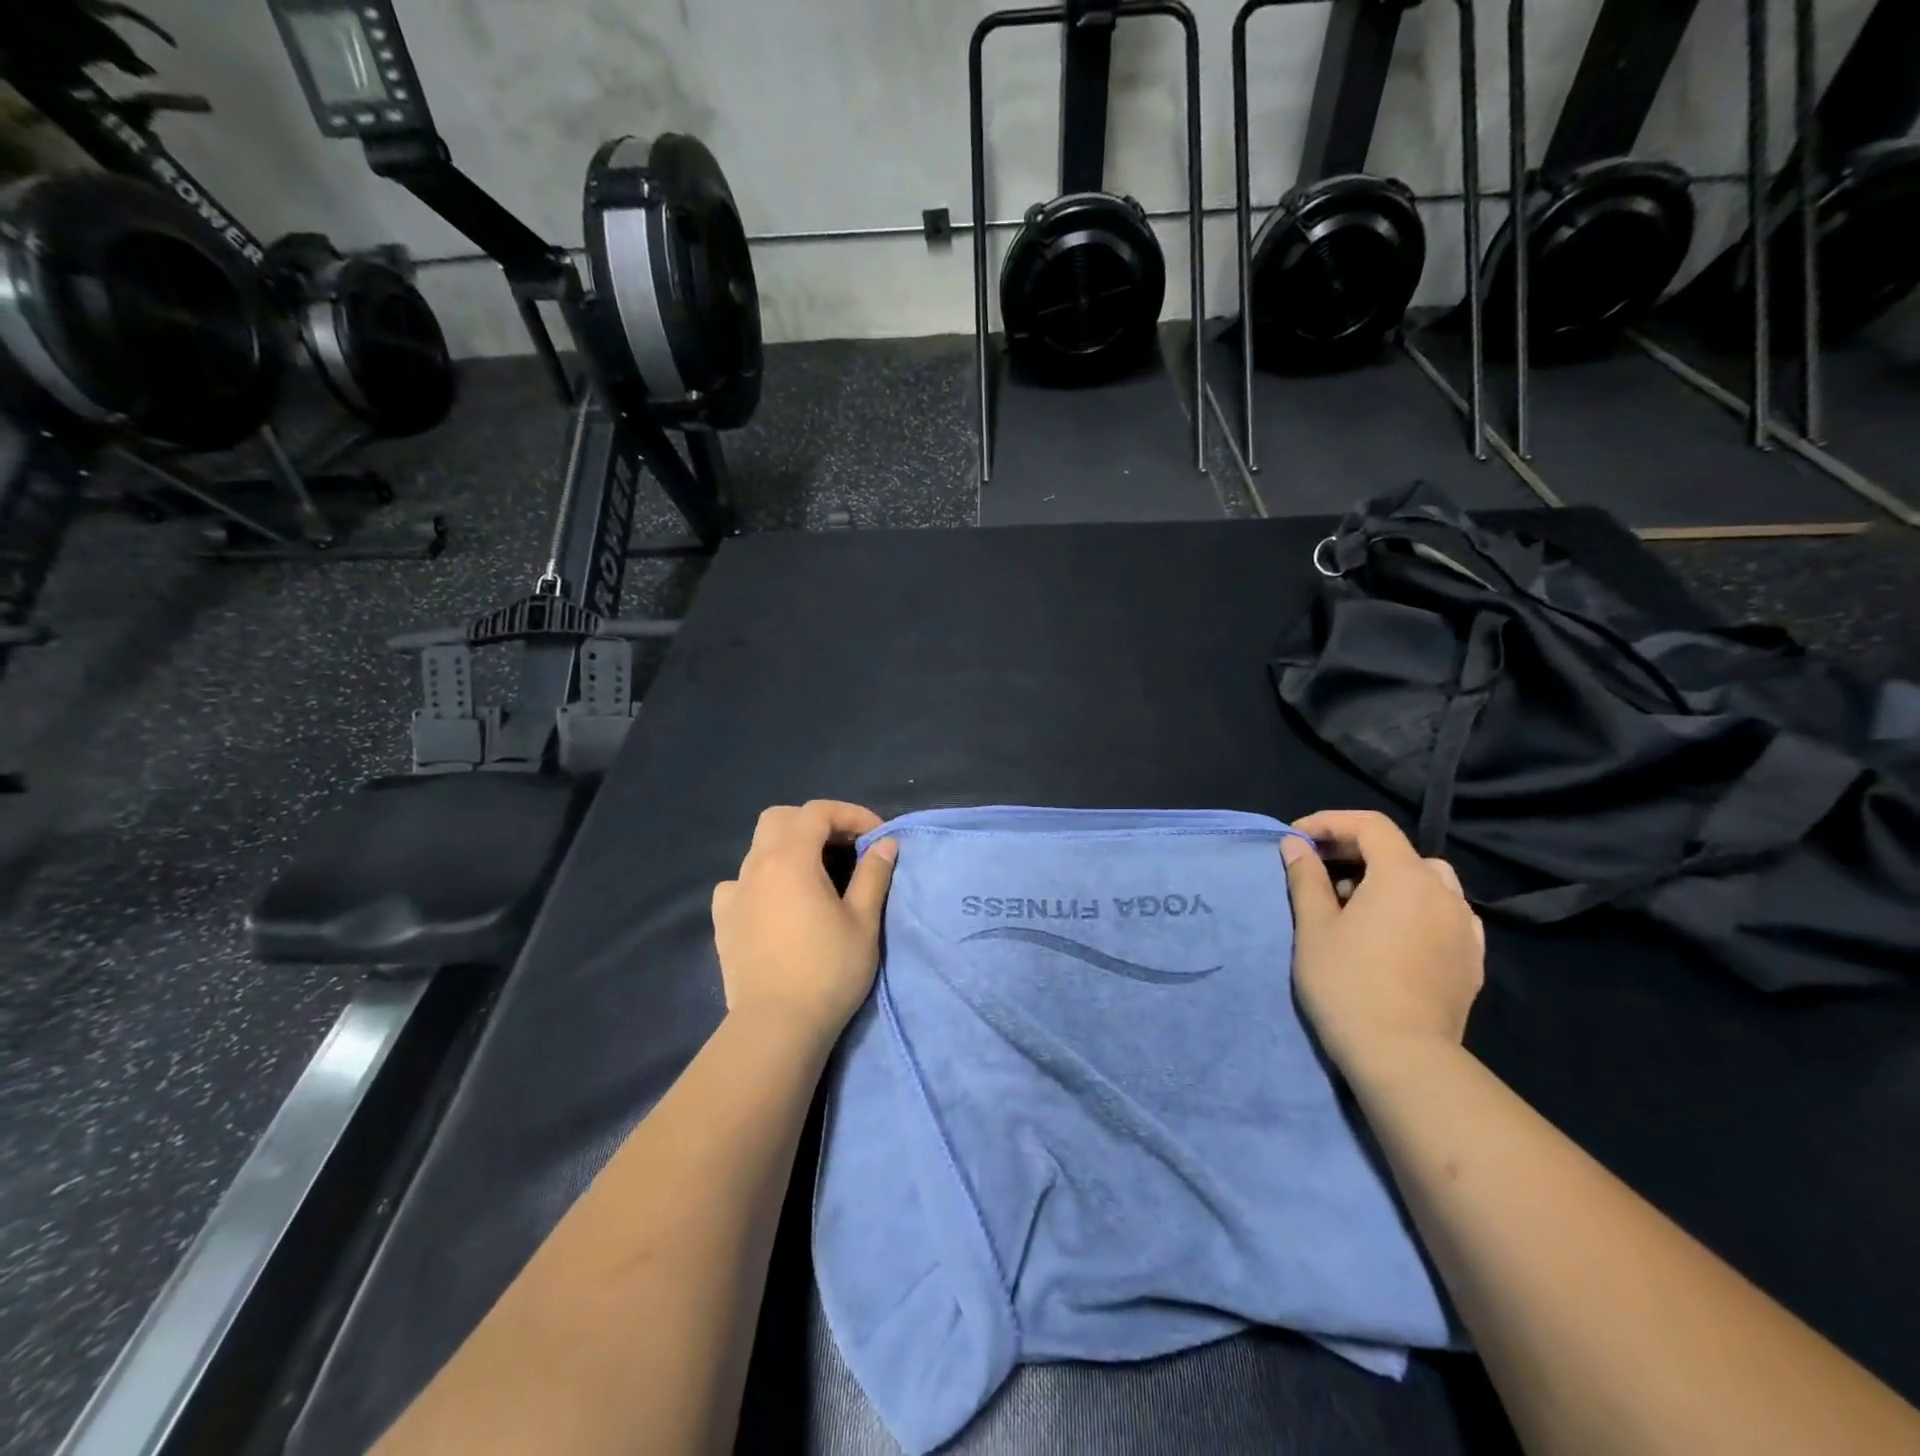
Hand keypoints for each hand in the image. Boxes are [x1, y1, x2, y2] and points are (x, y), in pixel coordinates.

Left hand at [711, 801, 898, 1045]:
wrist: (775, 1026)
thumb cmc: (827, 970)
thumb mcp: (863, 921)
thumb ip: (873, 875)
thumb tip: (885, 844)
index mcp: (790, 858)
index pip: (818, 811)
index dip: (851, 814)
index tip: (876, 838)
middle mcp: (756, 866)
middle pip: (781, 818)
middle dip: (815, 822)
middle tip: (845, 847)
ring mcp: (733, 893)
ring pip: (758, 848)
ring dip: (789, 848)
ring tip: (816, 876)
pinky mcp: (723, 921)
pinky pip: (740, 883)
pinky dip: (762, 879)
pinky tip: (777, 903)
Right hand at [1281, 810, 1485, 1075]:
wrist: (1403, 1056)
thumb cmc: (1348, 982)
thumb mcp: (1314, 926)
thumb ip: (1306, 877)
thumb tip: (1295, 844)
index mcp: (1404, 876)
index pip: (1370, 825)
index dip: (1330, 823)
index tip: (1298, 839)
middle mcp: (1443, 892)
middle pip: (1398, 851)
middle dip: (1355, 851)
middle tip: (1318, 871)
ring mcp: (1465, 927)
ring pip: (1426, 881)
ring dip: (1388, 879)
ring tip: (1355, 904)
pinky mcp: (1471, 959)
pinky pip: (1443, 914)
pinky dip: (1414, 908)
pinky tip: (1392, 933)